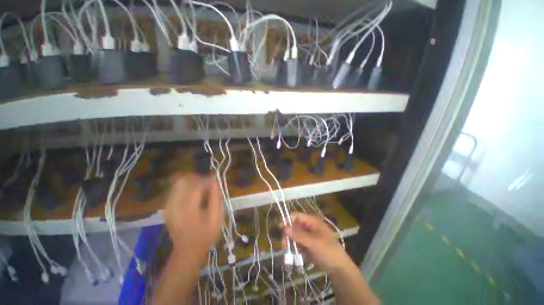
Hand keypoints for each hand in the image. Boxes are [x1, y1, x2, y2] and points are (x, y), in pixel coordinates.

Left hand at [162, 173, 222, 262]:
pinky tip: (194, 195)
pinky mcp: (167, 207)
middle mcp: (174, 205)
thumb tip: (214, 180)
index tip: (215, 183)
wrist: (188, 251)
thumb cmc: (206, 234)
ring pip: (178, 182)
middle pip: (183, 180)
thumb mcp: (217, 217)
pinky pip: (175, 189)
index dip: (206, 180)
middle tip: (207, 186)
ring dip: (192, 182)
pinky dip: (186, 187)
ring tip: (201, 190)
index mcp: (187, 209)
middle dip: (197, 178)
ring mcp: (168, 206)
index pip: (195, 184)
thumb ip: (216, 197)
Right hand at [283, 213, 351, 273]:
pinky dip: (293, 246)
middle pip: (294, 225)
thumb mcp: (313, 242)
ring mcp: (307, 236)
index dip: (288, 219)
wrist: (338, 268)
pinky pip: (297, 242)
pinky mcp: (306, 244)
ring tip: (287, 250)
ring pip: (294, 235)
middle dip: (288, 233)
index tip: (280, 227)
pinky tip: (293, 253)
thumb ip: (299, 235)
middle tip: (283, 244)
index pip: (297, 216)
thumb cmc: (328, 251)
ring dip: (289, 241)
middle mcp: (308, 226)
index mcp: (312, 221)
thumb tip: (284, 227)